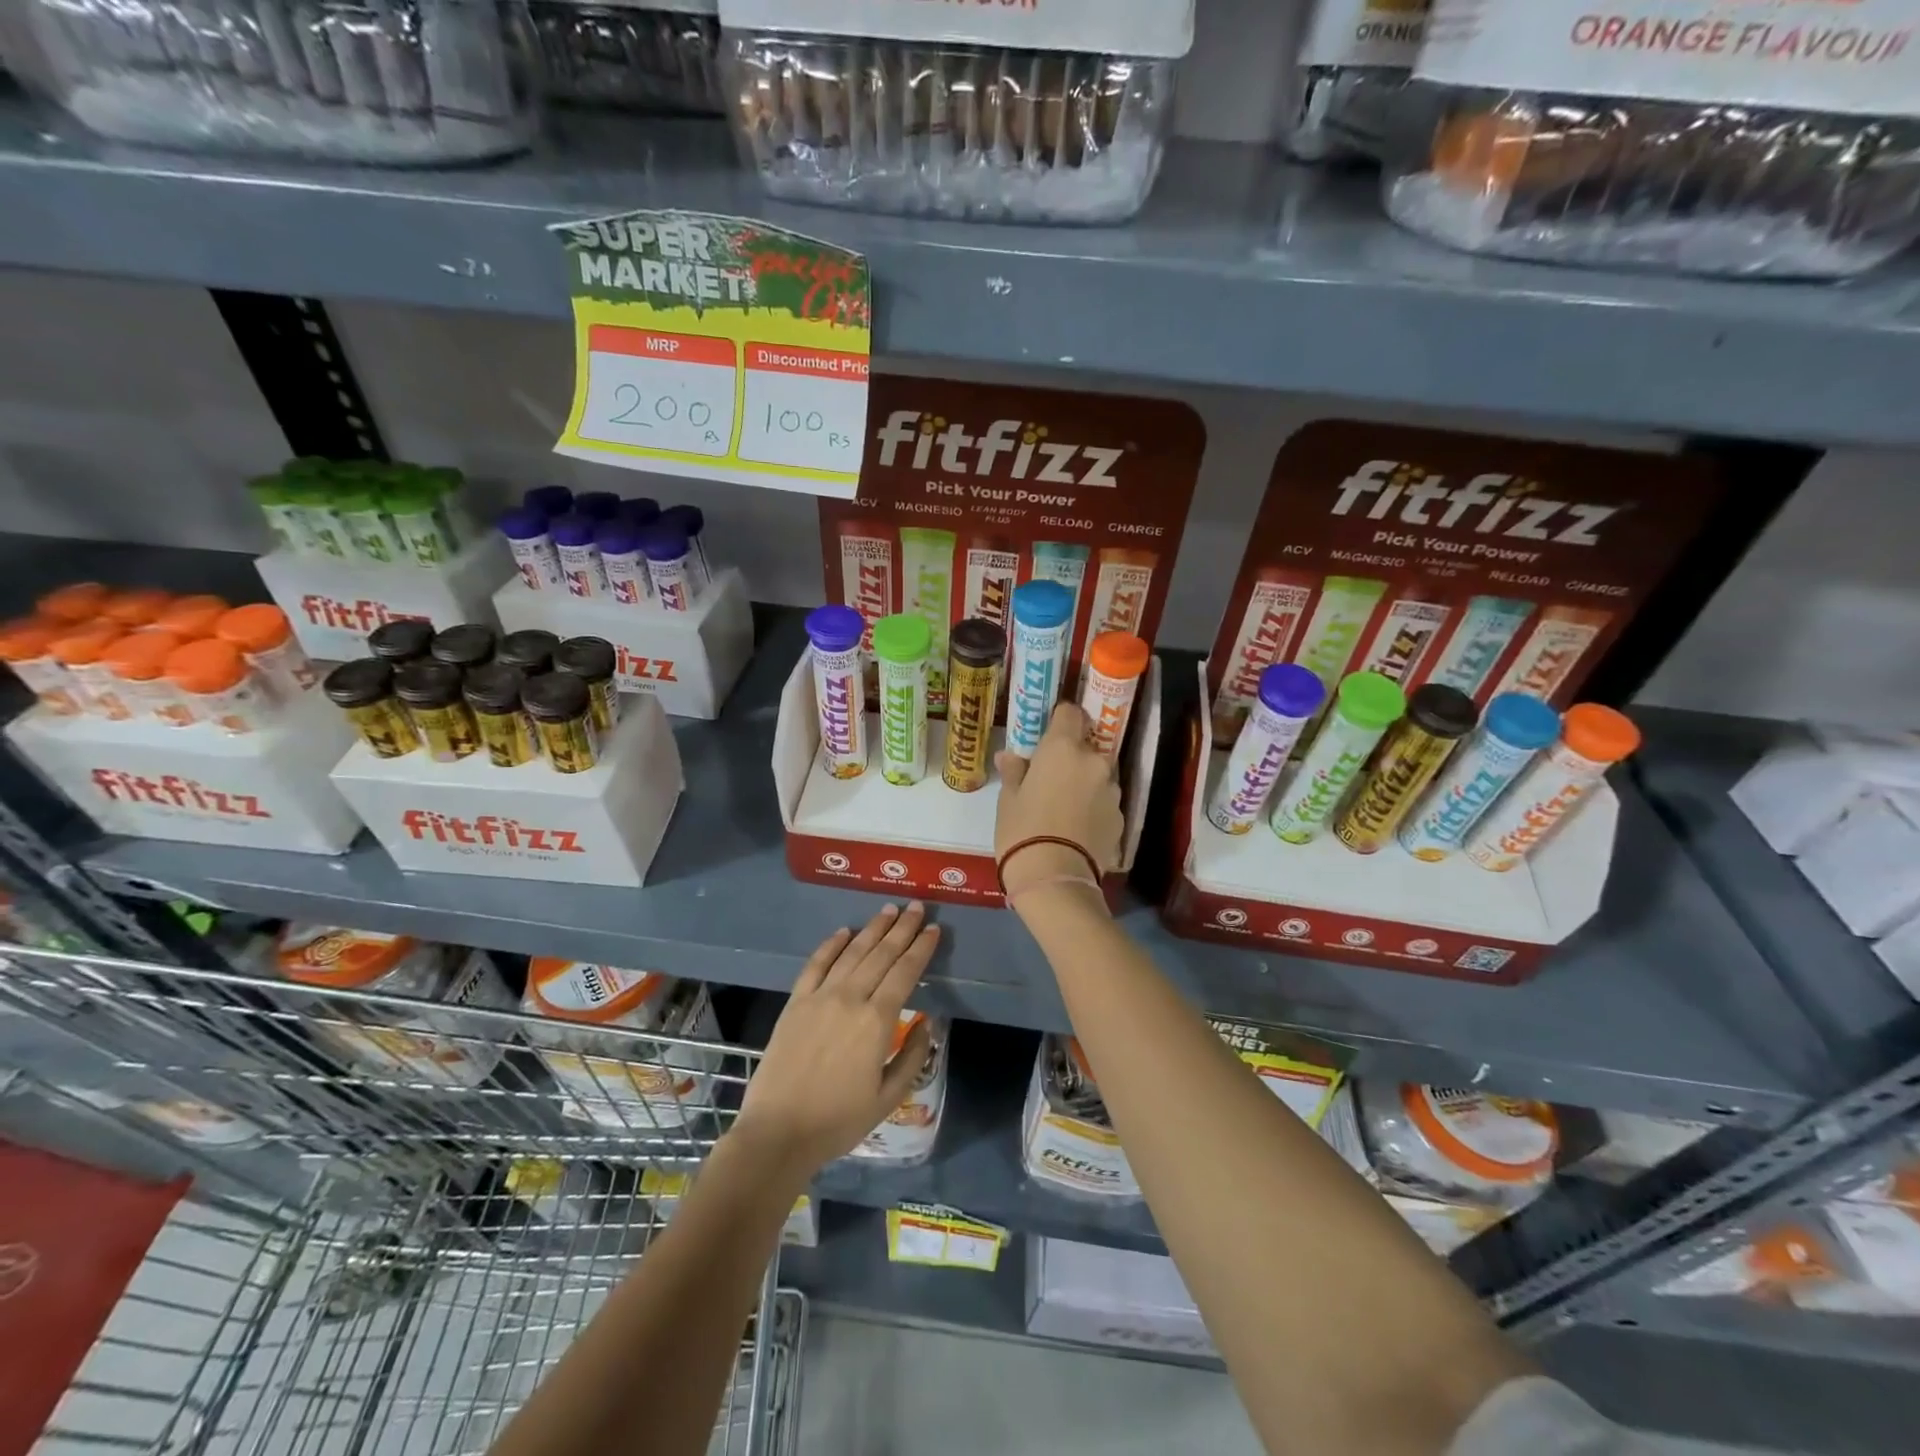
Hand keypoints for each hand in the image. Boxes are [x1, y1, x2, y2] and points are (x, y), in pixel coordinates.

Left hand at [733, 903, 938, 1177]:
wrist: (778, 1132)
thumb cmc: (838, 1121)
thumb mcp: (888, 1098)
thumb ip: (912, 1057)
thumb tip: (926, 1023)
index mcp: (877, 1021)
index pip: (905, 972)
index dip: (921, 948)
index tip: (934, 929)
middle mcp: (850, 998)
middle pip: (881, 954)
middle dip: (902, 928)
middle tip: (917, 907)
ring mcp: (820, 997)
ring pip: (852, 952)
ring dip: (872, 929)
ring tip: (888, 910)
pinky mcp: (796, 1002)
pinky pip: (816, 964)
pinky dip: (832, 944)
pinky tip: (844, 932)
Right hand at [995, 702, 1123, 902]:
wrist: (1055, 879)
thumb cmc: (1023, 831)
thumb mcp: (1008, 800)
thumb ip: (1014, 772)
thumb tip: (1009, 757)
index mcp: (1063, 748)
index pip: (1070, 712)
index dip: (1060, 720)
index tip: (1048, 735)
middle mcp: (1094, 761)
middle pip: (1086, 747)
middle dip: (1071, 757)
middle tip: (1050, 779)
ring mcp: (1112, 790)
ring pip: (1098, 775)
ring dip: (1085, 783)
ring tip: (1065, 808)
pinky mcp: (1121, 818)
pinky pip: (1105, 802)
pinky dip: (1094, 808)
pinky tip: (1077, 828)